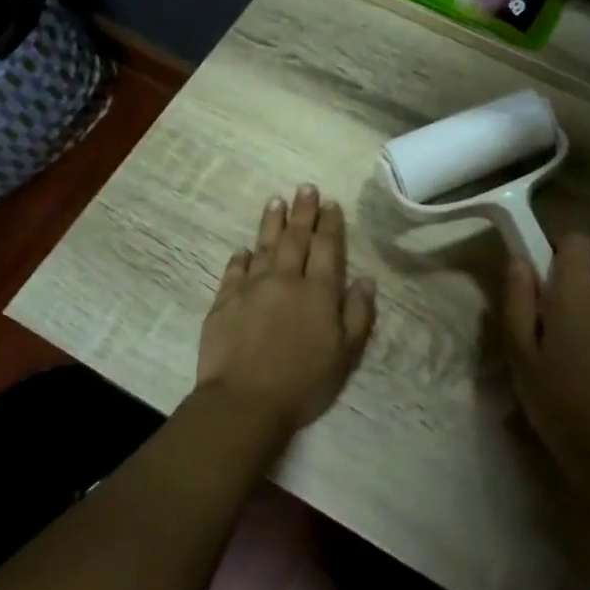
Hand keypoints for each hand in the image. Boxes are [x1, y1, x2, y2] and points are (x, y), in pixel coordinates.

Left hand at [196, 185, 376, 437]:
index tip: (331, 203)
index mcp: (318, 292)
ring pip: (263, 247)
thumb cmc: (303, 383)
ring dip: (271, 223)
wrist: (244, 402)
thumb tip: (365, 279)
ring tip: (276, 201)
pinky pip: (233, 271)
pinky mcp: (224, 303)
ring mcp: (251, 289)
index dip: (330, 224)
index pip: (327, 248)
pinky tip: (243, 249)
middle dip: (302, 212)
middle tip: (305, 188)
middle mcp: (285, 281)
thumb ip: (358, 314)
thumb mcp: (345, 354)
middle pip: (295, 238)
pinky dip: (241, 257)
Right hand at [502, 234, 589, 483]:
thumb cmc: (558, 401)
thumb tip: (519, 261)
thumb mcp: (520, 354)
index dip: (558, 244)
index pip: (576, 240)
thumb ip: (517, 301)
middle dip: (587, 253)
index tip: (542, 266)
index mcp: (577, 293)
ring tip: (587, 303)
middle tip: (562, 283)